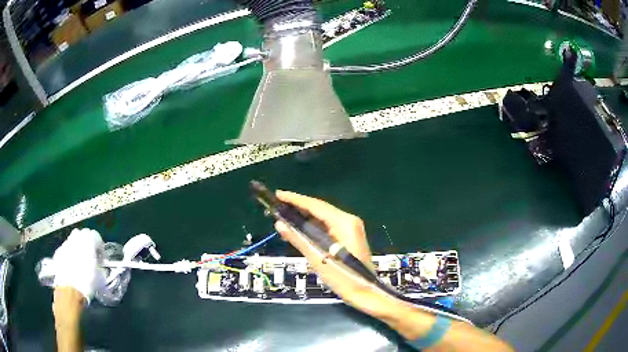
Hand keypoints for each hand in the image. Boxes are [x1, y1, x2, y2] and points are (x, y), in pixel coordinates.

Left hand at [52, 228, 105, 302]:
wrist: (69, 288)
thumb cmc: (87, 281)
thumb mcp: (100, 277)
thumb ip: (100, 268)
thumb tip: (99, 268)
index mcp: (89, 240)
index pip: (97, 237)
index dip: (101, 248)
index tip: (102, 260)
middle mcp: (76, 237)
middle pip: (83, 235)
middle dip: (87, 244)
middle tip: (91, 258)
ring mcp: (66, 243)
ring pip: (73, 241)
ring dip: (78, 249)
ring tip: (81, 263)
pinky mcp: (58, 251)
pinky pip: (66, 250)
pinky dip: (70, 256)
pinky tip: (72, 268)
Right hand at [274, 191, 399, 319]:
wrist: (366, 292)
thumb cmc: (343, 277)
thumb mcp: (317, 258)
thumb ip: (298, 239)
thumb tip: (280, 224)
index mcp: (344, 222)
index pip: (316, 206)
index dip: (295, 199)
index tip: (278, 194)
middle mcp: (349, 221)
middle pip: (320, 210)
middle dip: (299, 208)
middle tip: (278, 206)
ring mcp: (351, 228)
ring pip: (323, 218)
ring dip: (305, 218)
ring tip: (285, 217)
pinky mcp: (349, 236)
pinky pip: (328, 226)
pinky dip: (314, 227)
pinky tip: (300, 229)